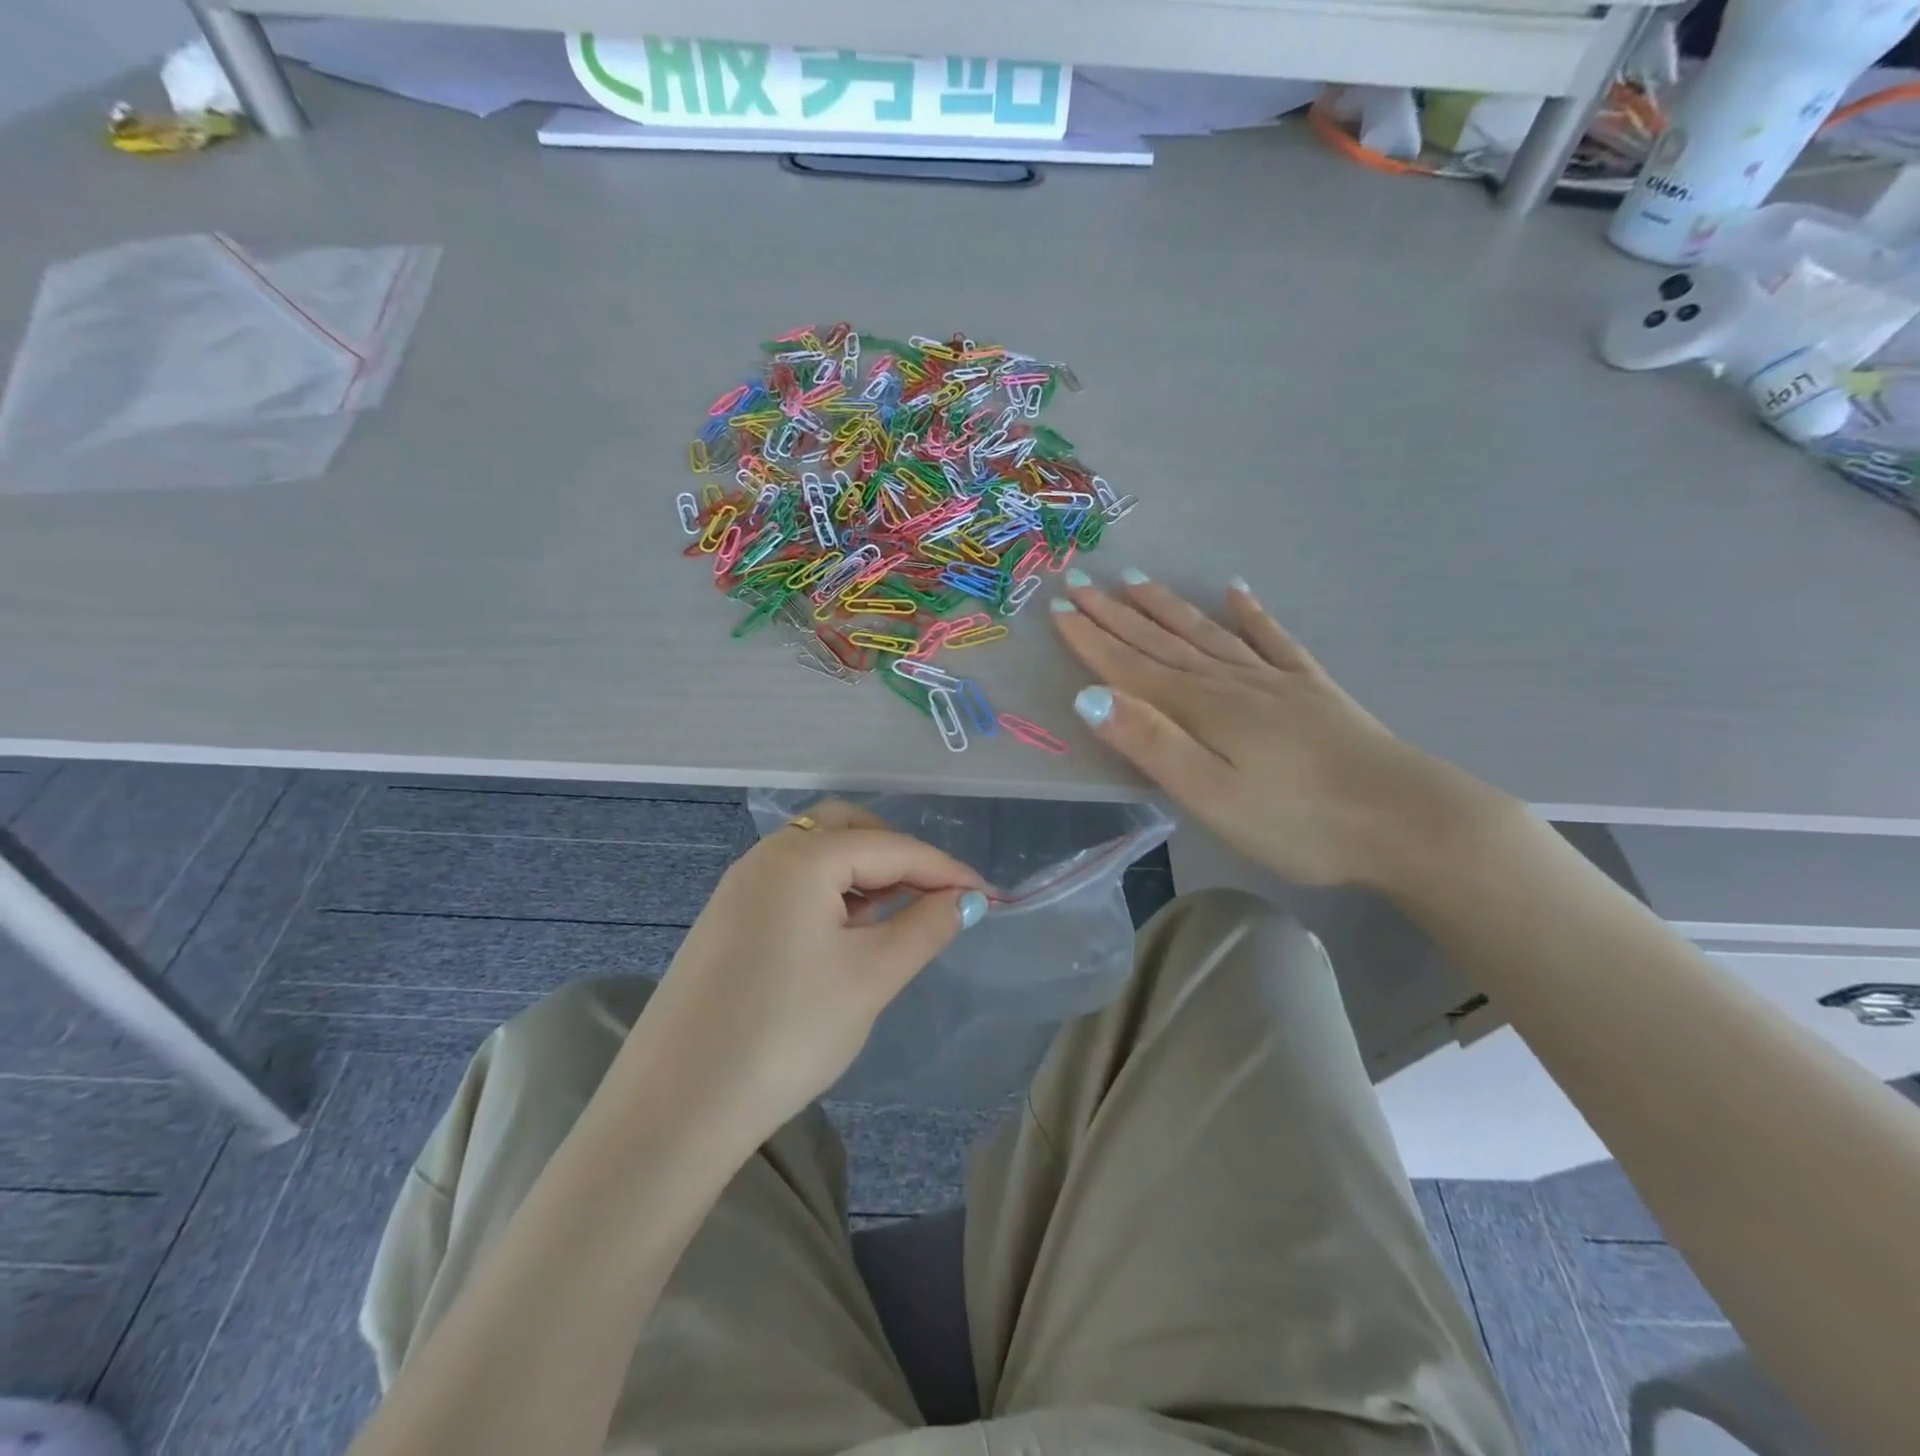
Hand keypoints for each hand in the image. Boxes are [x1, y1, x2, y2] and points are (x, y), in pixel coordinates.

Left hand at [623, 800, 986, 1147]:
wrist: (676, 1108)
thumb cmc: (787, 1033)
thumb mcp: (871, 977)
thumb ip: (926, 927)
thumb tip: (966, 899)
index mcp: (800, 858)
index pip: (891, 847)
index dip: (944, 869)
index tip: (986, 896)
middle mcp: (765, 857)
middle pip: (846, 829)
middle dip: (896, 855)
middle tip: (931, 896)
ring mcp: (738, 888)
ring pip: (816, 856)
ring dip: (862, 874)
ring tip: (893, 918)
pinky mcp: (726, 920)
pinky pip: (791, 884)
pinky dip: (829, 894)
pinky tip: (845, 935)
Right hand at [1050, 572, 1487, 889]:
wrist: (1406, 820)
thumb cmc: (1297, 821)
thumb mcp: (1210, 794)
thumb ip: (1150, 743)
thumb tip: (1088, 696)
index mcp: (1202, 708)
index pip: (1131, 666)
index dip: (1092, 637)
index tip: (1059, 605)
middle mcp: (1232, 682)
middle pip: (1163, 641)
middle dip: (1117, 613)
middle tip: (1082, 580)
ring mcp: (1275, 681)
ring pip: (1208, 633)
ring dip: (1168, 607)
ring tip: (1137, 580)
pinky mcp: (1312, 690)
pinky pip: (1273, 640)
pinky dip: (1252, 614)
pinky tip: (1238, 592)